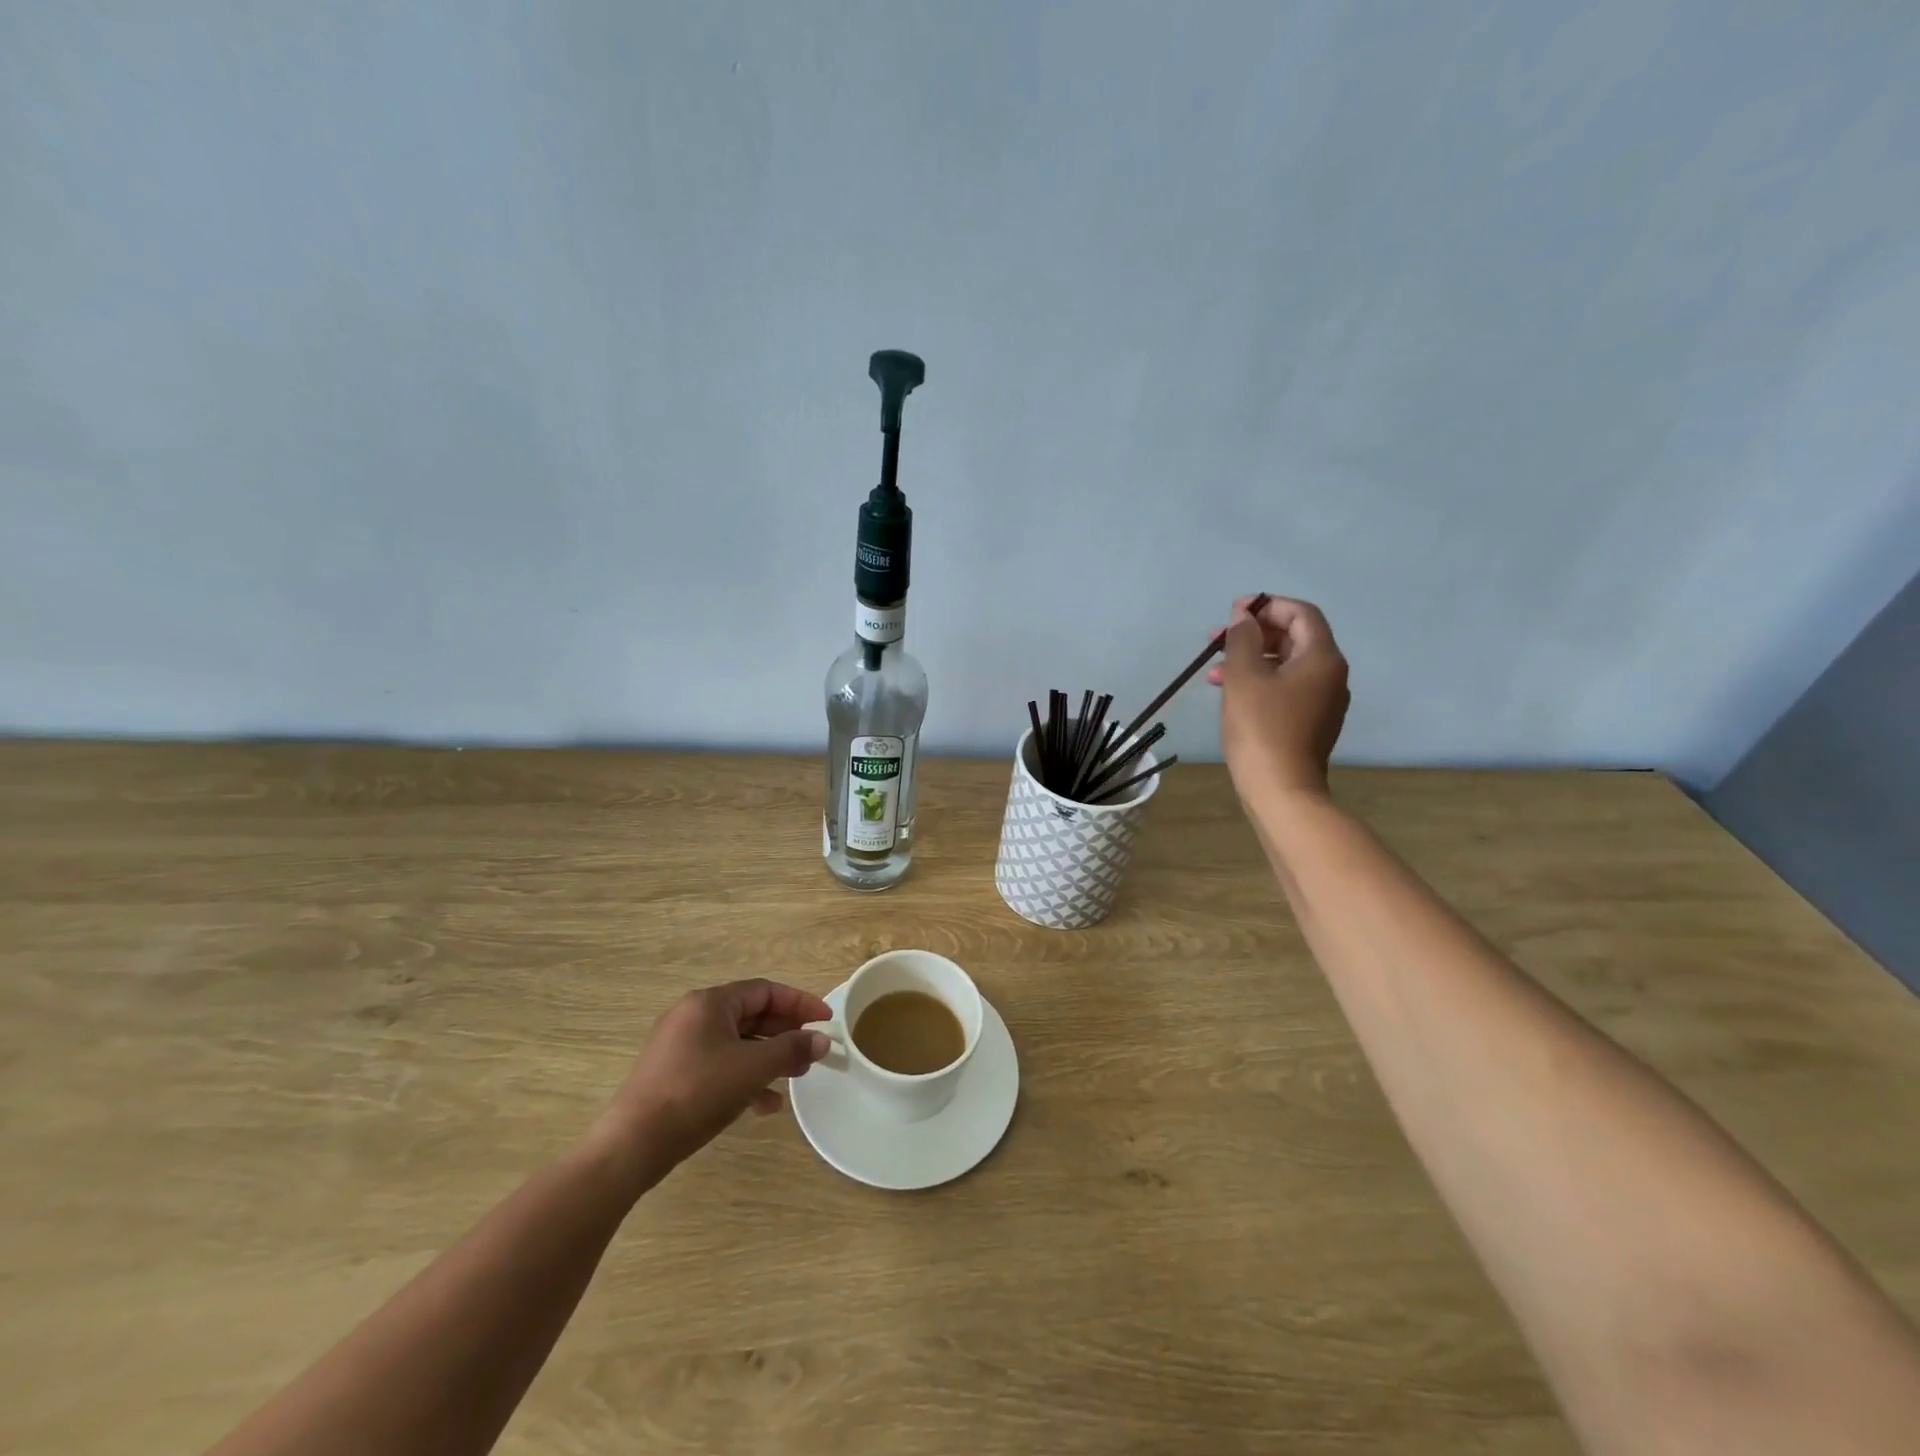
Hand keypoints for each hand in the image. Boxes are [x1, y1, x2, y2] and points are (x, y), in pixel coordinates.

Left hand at [590, 979, 832, 1187]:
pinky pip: (719, 1065)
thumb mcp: (752, 1068)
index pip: (765, 991)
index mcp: (710, 1003)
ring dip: (768, 1058)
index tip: (825, 1021)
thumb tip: (822, 1040)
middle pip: (751, 1016)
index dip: (799, 1004)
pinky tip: (764, 1105)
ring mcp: (680, 1046)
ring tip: (795, 1078)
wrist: (633, 1144)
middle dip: (785, 1034)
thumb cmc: (697, 1093)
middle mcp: (693, 1016)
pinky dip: (744, 1078)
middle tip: (813, 1052)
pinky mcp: (673, 1075)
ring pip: (737, 1043)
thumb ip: (791, 1049)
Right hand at [1208, 594, 1349, 804]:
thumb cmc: (1261, 728)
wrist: (1281, 790)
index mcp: (1322, 658)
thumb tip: (1243, 616)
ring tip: (1214, 672)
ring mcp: (1323, 701)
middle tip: (1216, 641)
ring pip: (1286, 665)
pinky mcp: (1310, 722)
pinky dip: (1260, 682)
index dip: (1267, 606)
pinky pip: (1286, 688)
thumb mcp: (1243, 677)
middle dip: (1254, 634)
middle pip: (1294, 638)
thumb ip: (1242, 639)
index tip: (1233, 613)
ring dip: (1251, 659)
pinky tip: (1230, 693)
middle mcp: (1330, 675)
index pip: (1301, 614)